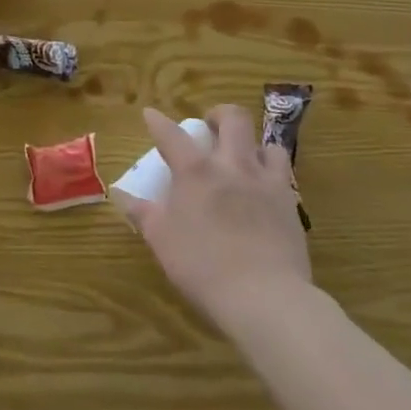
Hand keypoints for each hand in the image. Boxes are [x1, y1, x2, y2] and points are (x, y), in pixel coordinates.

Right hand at [127, 106, 310, 330]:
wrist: (265, 296)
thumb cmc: (203, 267)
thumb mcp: (162, 241)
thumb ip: (142, 213)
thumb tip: (121, 195)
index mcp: (195, 171)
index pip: (171, 134)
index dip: (158, 121)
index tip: (150, 113)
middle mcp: (232, 165)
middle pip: (232, 118)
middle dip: (218, 114)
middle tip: (209, 127)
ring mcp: (265, 180)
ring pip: (264, 142)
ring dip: (251, 144)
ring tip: (242, 157)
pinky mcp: (289, 201)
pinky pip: (282, 171)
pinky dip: (271, 170)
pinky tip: (264, 186)